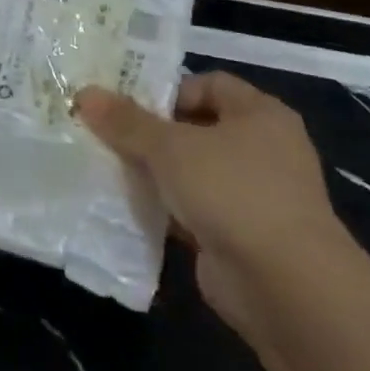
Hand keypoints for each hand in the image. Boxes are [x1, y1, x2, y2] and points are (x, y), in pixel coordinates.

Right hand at [76, 72, 350, 335]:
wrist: (285, 286)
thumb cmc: (231, 192)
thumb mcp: (168, 147)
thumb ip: (125, 121)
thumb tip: (84, 93)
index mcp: (260, 115)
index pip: (208, 84)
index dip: (167, 90)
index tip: (127, 107)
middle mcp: (264, 149)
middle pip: (196, 127)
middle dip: (151, 133)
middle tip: (108, 136)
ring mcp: (255, 194)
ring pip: (192, 170)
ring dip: (155, 172)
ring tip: (111, 170)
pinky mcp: (242, 233)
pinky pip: (194, 208)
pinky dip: (166, 208)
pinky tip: (131, 208)